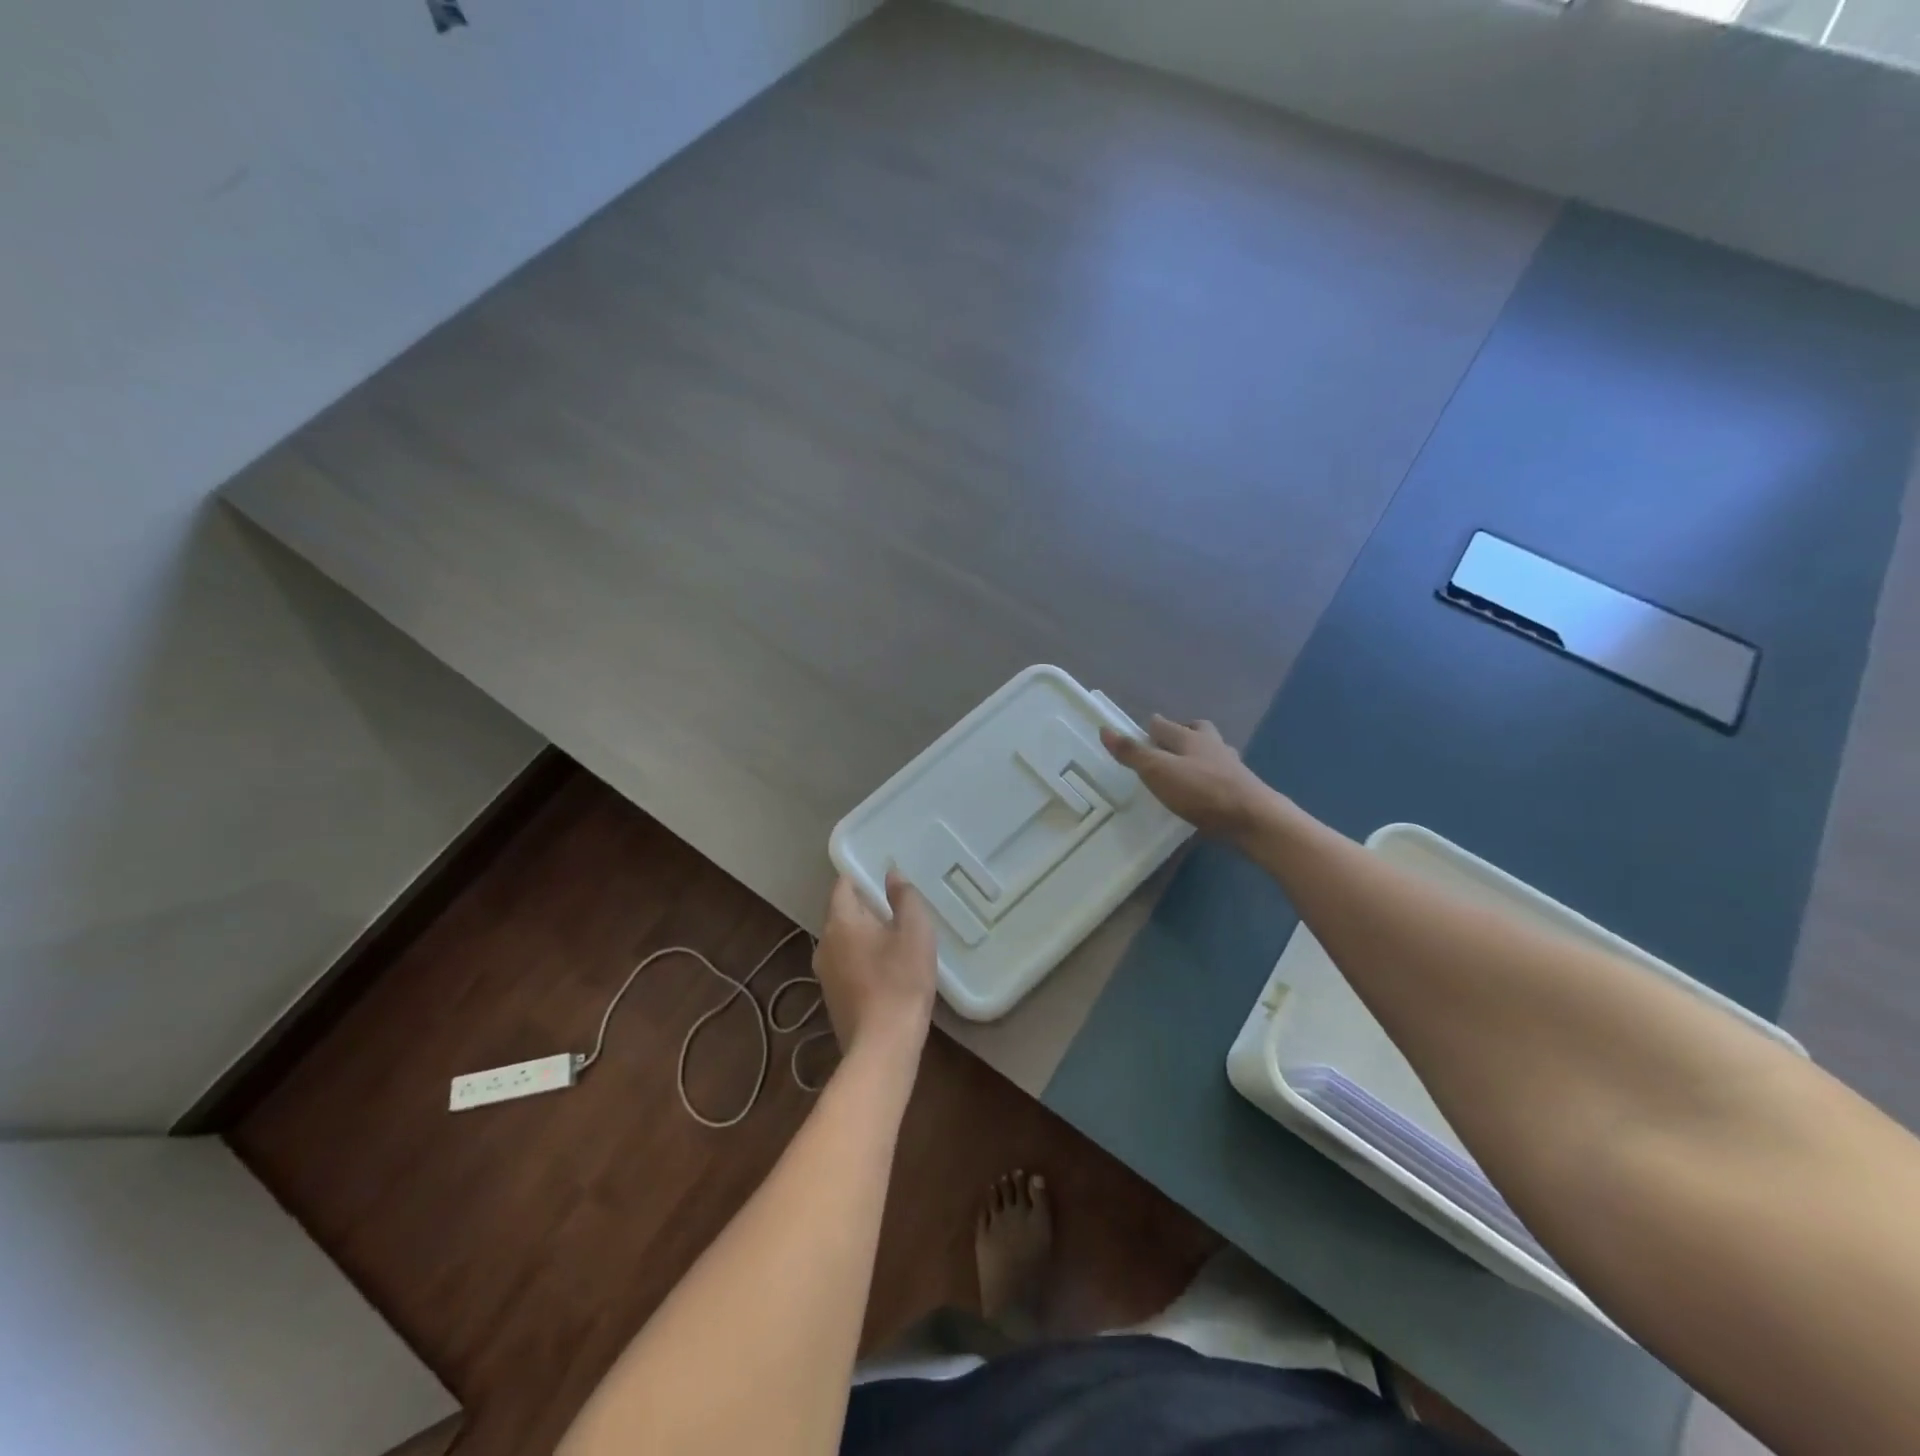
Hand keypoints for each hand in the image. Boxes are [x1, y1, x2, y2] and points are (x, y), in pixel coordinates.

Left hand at [814, 871, 937, 1063]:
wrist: (883, 1046)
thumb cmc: (901, 981)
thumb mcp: (915, 931)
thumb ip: (904, 897)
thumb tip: (891, 873)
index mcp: (841, 922)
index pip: (843, 886)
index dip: (861, 877)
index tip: (882, 878)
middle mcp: (824, 944)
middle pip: (842, 914)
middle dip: (866, 908)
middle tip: (897, 909)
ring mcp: (824, 974)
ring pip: (844, 942)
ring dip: (865, 937)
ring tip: (895, 939)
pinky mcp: (833, 998)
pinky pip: (846, 965)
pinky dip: (862, 960)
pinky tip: (886, 971)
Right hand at [1100, 715, 1275, 841]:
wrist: (1254, 819)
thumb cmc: (1202, 791)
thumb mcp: (1159, 772)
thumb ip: (1133, 753)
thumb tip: (1105, 730)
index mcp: (1191, 738)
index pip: (1167, 725)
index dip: (1154, 726)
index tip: (1144, 729)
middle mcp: (1213, 747)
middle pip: (1198, 731)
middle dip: (1184, 732)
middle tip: (1169, 743)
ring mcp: (1231, 768)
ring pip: (1213, 752)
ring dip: (1200, 755)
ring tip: (1186, 767)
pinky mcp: (1242, 790)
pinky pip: (1222, 776)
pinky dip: (1211, 778)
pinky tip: (1205, 791)